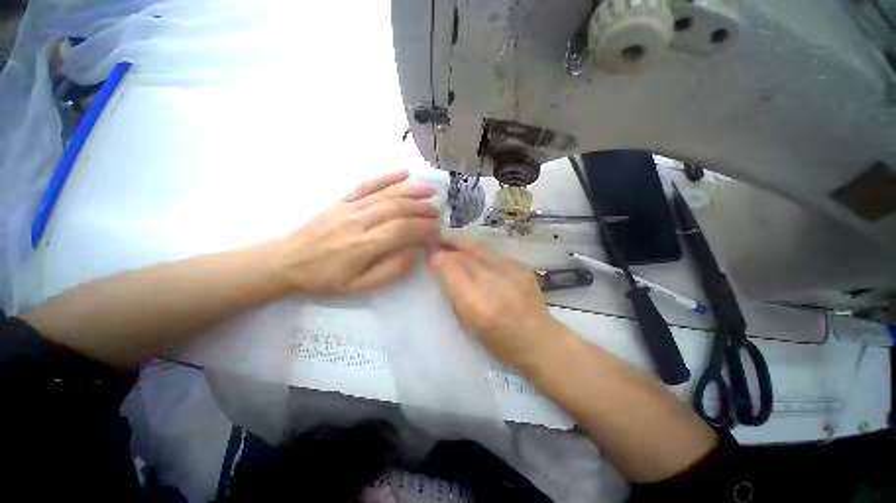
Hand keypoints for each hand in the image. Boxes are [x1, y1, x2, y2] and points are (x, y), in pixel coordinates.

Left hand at [275, 170, 440, 295]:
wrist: (287, 262)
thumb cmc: (326, 279)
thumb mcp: (360, 286)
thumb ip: (392, 269)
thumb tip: (416, 251)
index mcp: (364, 245)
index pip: (403, 230)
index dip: (424, 228)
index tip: (438, 230)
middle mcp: (359, 221)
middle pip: (398, 208)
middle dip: (423, 209)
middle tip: (438, 213)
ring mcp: (350, 207)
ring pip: (387, 194)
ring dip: (412, 191)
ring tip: (430, 191)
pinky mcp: (342, 200)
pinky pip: (367, 184)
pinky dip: (387, 177)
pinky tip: (403, 173)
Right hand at [427, 240, 558, 365]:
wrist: (538, 340)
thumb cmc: (498, 342)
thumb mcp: (466, 323)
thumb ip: (453, 292)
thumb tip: (441, 266)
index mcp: (476, 303)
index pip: (449, 268)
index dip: (436, 257)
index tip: (429, 252)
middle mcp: (493, 283)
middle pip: (463, 254)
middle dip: (448, 247)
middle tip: (439, 244)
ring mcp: (511, 272)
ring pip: (478, 248)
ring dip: (462, 245)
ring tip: (454, 245)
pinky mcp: (522, 266)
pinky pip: (493, 254)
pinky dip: (481, 254)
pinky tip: (477, 258)